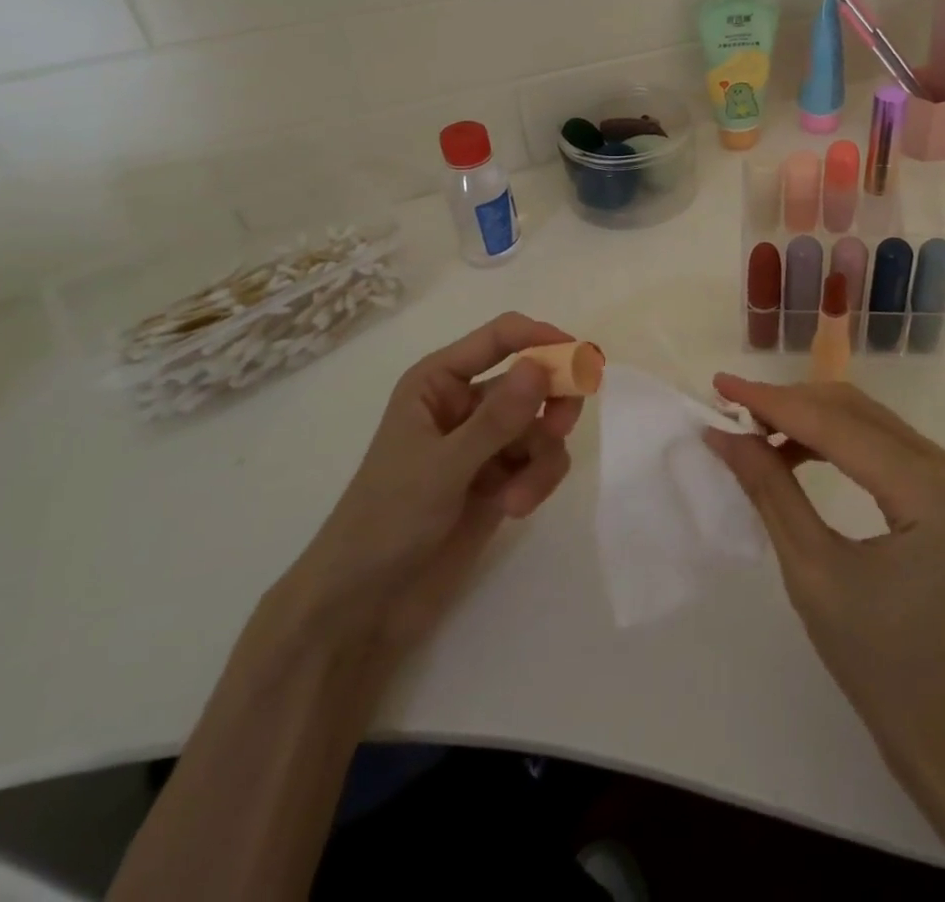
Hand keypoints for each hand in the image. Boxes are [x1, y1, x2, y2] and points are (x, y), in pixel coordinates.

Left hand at [281, 312, 582, 657]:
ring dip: (541, 458)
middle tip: (562, 426)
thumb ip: (497, 418)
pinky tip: (517, 508)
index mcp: (439, 382)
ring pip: (542, 425)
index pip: (500, 337)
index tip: (580, 358)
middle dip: (552, 402)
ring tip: (522, 495)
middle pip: (532, 378)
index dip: (541, 338)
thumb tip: (542, 366)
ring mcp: (485, 442)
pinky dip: (537, 480)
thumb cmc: (386, 521)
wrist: (364, 606)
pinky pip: (540, 460)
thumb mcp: (442, 467)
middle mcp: (466, 403)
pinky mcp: (500, 478)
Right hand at [703, 375, 944, 773]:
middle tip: (732, 411)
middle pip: (856, 412)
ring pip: (867, 421)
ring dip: (810, 418)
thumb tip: (725, 434)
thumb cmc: (879, 663)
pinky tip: (795, 453)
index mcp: (929, 490)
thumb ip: (770, 492)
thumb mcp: (812, 573)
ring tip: (756, 432)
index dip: (774, 402)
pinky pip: (881, 444)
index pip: (838, 425)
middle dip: (790, 405)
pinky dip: (834, 440)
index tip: (720, 384)